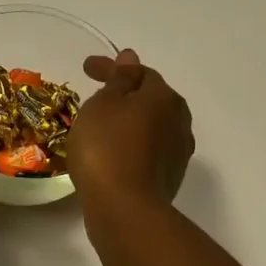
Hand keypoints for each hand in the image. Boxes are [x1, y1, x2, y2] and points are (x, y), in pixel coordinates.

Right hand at [66, 49, 194, 210]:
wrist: (124, 208)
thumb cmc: (107, 146)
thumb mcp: (104, 104)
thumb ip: (119, 79)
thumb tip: (131, 57)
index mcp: (164, 97)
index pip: (139, 72)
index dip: (112, 67)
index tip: (86, 68)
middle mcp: (179, 121)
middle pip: (151, 98)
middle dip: (127, 93)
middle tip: (98, 93)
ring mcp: (177, 152)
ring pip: (152, 125)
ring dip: (130, 120)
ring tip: (103, 124)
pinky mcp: (169, 178)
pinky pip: (148, 149)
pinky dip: (131, 143)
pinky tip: (112, 151)